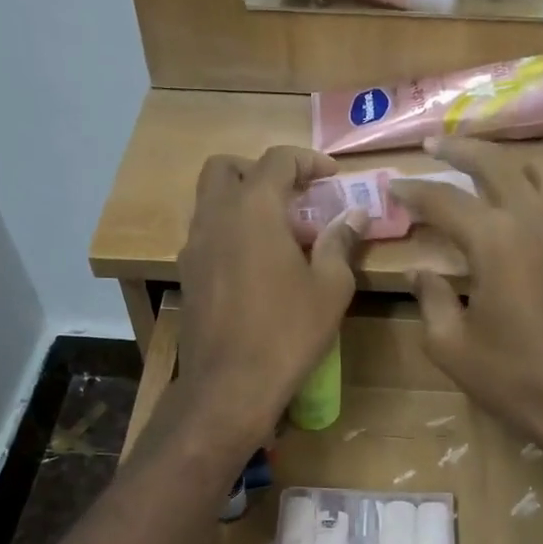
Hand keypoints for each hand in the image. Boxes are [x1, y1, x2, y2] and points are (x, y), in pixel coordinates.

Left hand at [177, 147, 366, 444]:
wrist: (230, 384)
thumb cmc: (287, 332)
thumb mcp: (330, 288)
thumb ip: (340, 243)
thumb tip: (354, 216)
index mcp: (253, 209)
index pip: (277, 159)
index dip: (307, 160)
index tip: (331, 177)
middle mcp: (215, 217)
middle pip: (226, 168)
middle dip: (259, 171)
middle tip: (292, 196)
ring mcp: (194, 246)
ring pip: (210, 201)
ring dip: (241, 202)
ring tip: (278, 233)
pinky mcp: (187, 275)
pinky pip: (206, 235)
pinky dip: (229, 233)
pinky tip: (255, 265)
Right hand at [388, 138, 542, 459]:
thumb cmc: (514, 379)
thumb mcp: (452, 347)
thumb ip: (431, 300)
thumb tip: (420, 271)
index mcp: (496, 241)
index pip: (446, 200)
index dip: (414, 191)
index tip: (392, 185)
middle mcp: (536, 221)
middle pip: (498, 164)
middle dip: (462, 149)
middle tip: (436, 144)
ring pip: (541, 172)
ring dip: (507, 160)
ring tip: (483, 162)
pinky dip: (536, 191)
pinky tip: (523, 207)